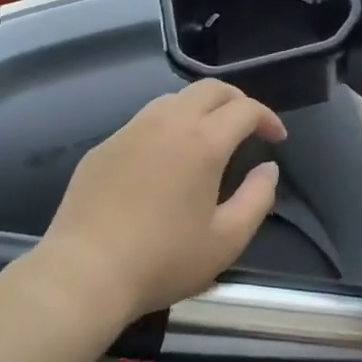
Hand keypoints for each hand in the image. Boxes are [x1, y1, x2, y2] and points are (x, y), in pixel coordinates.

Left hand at [41, 80, 285, 323]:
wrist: (84, 273)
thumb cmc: (163, 259)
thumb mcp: (226, 240)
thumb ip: (258, 198)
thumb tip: (269, 169)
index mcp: (203, 141)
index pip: (245, 109)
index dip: (267, 118)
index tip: (277, 138)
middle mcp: (168, 122)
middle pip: (210, 88)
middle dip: (236, 100)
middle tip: (248, 126)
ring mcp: (132, 129)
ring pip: (175, 98)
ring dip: (201, 108)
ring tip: (208, 137)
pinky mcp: (105, 145)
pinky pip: (144, 121)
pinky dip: (167, 126)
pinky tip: (165, 159)